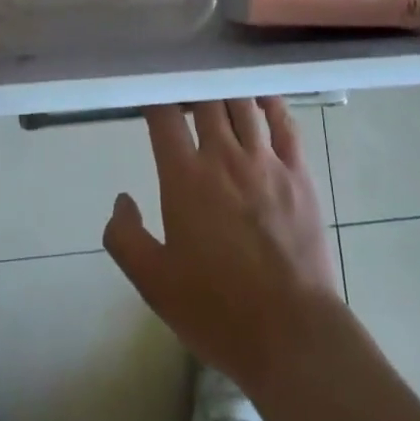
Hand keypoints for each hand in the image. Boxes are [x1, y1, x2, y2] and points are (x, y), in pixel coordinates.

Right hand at [104, 99, 342, 387]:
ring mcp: (265, 160)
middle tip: (184, 90)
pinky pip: (285, 123)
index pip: (164, 115)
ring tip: (218, 86)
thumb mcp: (154, 284)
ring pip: (243, 103)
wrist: (291, 334)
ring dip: (226, 89)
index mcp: (185, 177)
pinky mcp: (298, 173)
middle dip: (191, 86)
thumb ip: (126, 238)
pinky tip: (262, 97)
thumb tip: (121, 200)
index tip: (150, 95)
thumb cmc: (217, 310)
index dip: (154, 97)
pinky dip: (271, 102)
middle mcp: (224, 156)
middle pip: (205, 99)